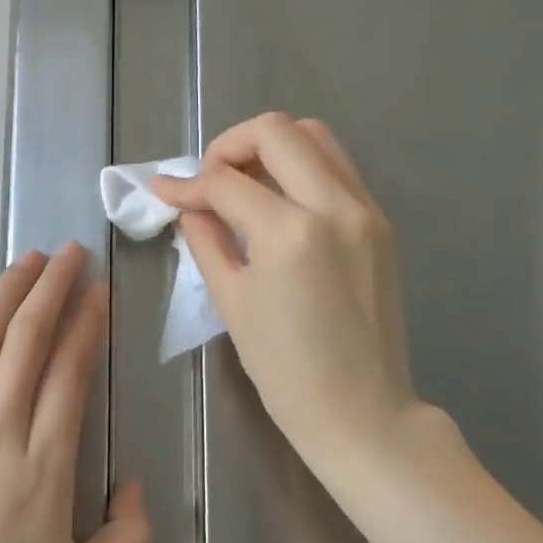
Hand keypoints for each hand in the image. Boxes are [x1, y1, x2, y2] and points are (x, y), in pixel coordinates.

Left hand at [0, 242, 149, 542]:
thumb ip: (129, 533)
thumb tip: (133, 481)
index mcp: (46, 465)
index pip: (70, 371)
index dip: (86, 322)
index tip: (97, 288)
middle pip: (26, 341)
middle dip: (51, 287)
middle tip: (68, 251)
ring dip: (6, 296)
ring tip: (26, 260)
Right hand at [150, 113, 420, 471]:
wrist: (361, 410)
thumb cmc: (285, 370)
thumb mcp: (232, 303)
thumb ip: (206, 242)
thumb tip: (189, 207)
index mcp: (290, 233)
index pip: (226, 182)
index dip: (186, 184)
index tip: (162, 191)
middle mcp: (334, 206)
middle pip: (277, 131)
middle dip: (230, 145)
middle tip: (208, 180)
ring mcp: (365, 210)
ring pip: (316, 138)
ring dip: (271, 148)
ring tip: (242, 185)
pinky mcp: (379, 223)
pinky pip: (337, 168)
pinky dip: (301, 168)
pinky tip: (278, 203)